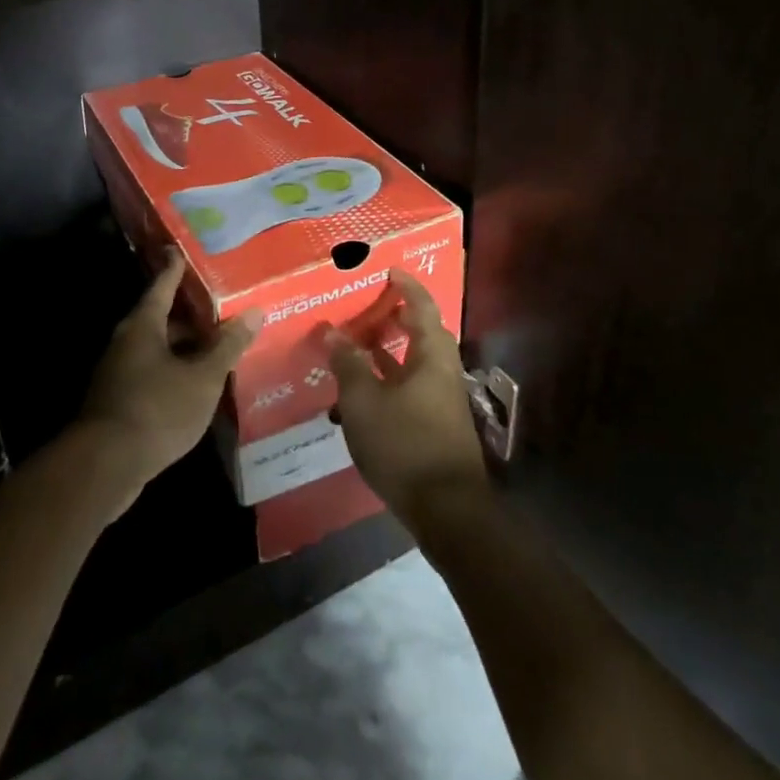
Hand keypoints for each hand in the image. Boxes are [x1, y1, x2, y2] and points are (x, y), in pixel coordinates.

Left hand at [79, 247, 256, 513]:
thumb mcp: (203, 377)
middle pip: (162, 319)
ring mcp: (119, 373)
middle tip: (221, 311)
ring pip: (157, 350)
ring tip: (217, 351)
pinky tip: (196, 388)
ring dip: (184, 349)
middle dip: (190, 316)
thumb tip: (254, 311)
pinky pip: (152, 375)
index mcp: (144, 325)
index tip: (181, 250)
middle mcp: (127, 342)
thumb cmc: (156, 409)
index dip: (176, 269)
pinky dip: (175, 374)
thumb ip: (228, 345)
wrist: (103, 467)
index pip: (163, 286)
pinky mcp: (118, 402)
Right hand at [325, 269, 490, 529]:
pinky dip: (388, 381)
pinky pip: (409, 389)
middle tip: (367, 307)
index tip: (389, 270)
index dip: (406, 286)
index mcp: (432, 356)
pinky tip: (362, 393)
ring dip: (388, 352)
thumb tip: (332, 332)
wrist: (446, 510)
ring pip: (414, 364)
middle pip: (422, 334)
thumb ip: (348, 364)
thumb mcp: (364, 401)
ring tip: (356, 345)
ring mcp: (441, 402)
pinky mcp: (435, 427)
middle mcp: (442, 373)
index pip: (422, 307)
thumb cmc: (404, 443)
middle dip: (396, 318)